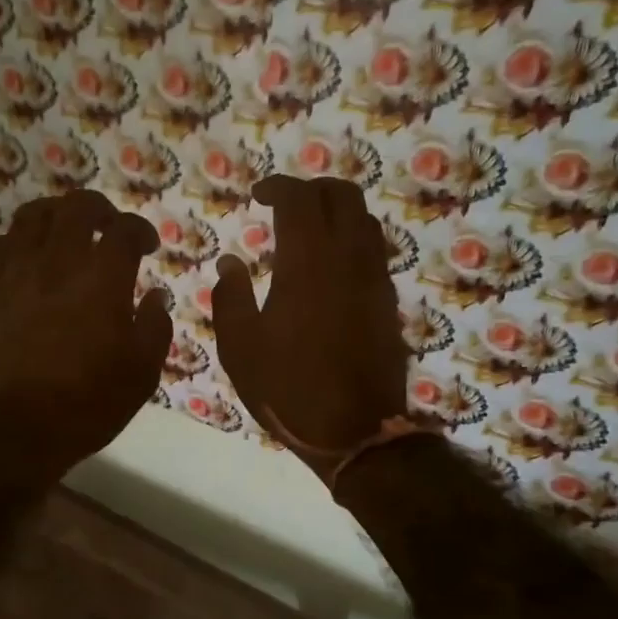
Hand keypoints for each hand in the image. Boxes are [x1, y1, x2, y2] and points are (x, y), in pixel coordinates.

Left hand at [0, 190, 171, 475]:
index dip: (140, 230)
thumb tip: (155, 296)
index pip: (124, 231)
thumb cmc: (90, 402)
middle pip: (76, 207)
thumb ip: (154, 326)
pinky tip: (19, 258)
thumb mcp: (143, 371)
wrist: (21, 429)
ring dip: (53, 214)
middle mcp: (58, 262)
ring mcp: (17, 274)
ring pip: (30, 217)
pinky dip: (9, 245)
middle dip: (99, 208)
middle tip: (108, 226)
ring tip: (64, 230)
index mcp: (103, 278)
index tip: (147, 246)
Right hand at [212, 176, 407, 479]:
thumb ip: (230, 298)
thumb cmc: (288, 390)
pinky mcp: (388, 301)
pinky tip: (331, 263)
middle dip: (312, 188)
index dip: (278, 186)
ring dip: (337, 210)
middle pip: (342, 194)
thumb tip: (230, 264)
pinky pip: (374, 249)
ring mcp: (374, 279)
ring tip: (309, 229)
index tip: (258, 195)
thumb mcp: (240, 348)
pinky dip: (352, 237)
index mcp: (306, 264)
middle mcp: (347, 259)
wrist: (355, 432)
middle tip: (285, 204)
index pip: (300, 198)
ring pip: (365, 218)